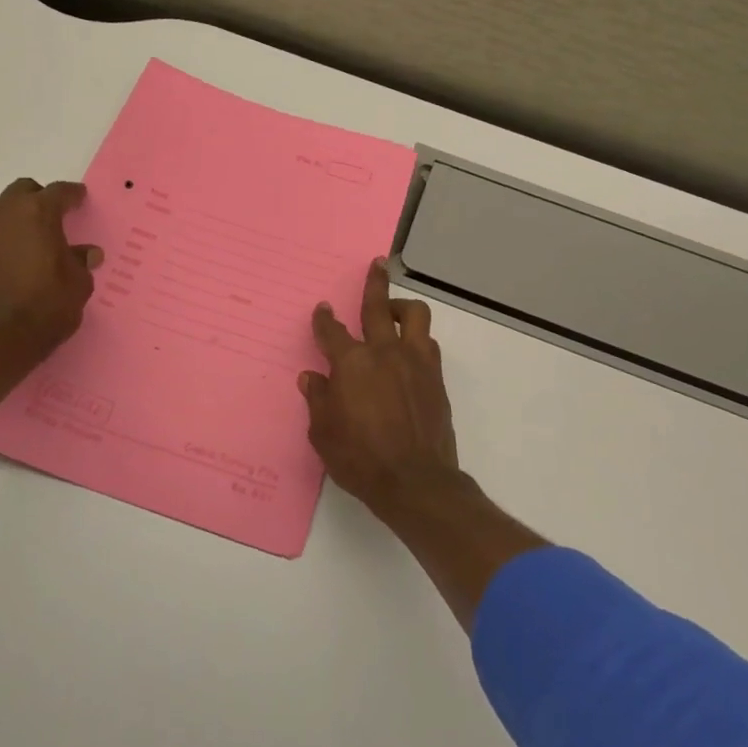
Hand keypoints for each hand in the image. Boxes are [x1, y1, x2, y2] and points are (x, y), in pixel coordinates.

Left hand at [0, 178, 102, 354]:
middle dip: (38, 199)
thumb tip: (86, 253)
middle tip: (53, 218)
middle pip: (22, 192)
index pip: (59, 191)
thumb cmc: (48, 305)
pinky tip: (10, 263)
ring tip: (30, 242)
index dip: (73, 195)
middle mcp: (3, 214)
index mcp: (37, 212)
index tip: (80, 199)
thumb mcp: (79, 283)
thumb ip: (81, 261)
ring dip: (15, 221)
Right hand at [301, 258, 459, 517]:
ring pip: (415, 316)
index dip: (324, 319)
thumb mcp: (324, 433)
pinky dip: (417, 340)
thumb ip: (318, 399)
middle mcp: (385, 352)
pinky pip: (428, 345)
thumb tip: (312, 377)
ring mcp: (415, 362)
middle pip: (378, 306)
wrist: (415, 482)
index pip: (332, 331)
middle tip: (377, 264)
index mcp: (352, 363)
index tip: (322, 310)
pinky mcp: (436, 378)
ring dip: (403, 308)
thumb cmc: (360, 459)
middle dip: (374, 283)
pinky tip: (410, 350)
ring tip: (394, 311)